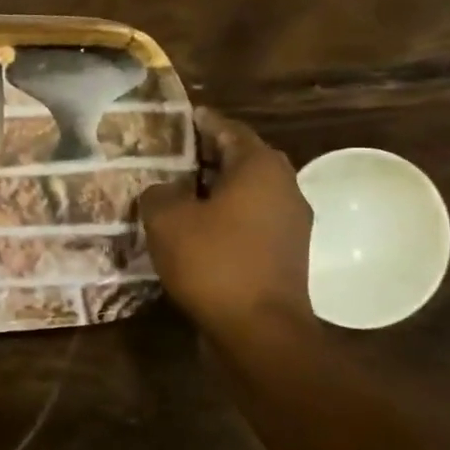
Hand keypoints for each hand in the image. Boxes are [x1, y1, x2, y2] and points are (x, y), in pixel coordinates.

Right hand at [140, 108, 313, 337]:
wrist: (259, 331)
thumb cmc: (213, 262)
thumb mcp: (167, 219)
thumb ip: (159, 193)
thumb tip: (164, 191)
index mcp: (260, 167)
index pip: (229, 129)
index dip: (202, 122)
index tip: (181, 117)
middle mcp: (285, 187)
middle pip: (242, 159)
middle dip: (208, 155)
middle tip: (173, 155)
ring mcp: (291, 224)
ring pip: (247, 192)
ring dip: (216, 189)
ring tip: (177, 192)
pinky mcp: (286, 254)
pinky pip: (251, 221)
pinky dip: (225, 216)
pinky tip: (195, 228)